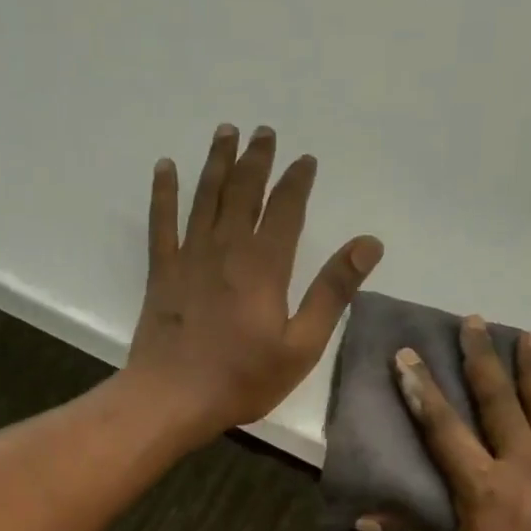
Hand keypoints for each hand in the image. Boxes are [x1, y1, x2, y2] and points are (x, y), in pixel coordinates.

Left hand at [123, 124, 382, 443]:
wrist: (173, 398)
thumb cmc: (242, 380)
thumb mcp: (301, 345)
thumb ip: (332, 292)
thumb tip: (368, 243)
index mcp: (265, 265)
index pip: (286, 208)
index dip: (297, 180)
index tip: (305, 159)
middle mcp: (226, 249)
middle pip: (244, 192)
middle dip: (257, 160)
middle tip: (263, 132)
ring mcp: (190, 258)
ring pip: (205, 197)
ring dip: (217, 163)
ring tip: (225, 131)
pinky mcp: (162, 273)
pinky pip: (162, 222)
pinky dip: (164, 192)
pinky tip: (165, 167)